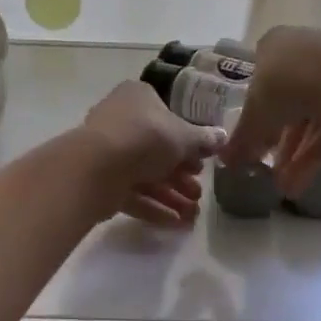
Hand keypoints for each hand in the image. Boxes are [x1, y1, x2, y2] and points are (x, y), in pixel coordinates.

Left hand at [80, 80, 225, 226]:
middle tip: (199, 193)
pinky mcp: (100, 178)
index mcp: (138, 97)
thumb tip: (222, 137)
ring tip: (192, 216)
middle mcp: (120, 119)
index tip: (202, 162)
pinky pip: (131, 192)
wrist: (98, 166)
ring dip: (170, 195)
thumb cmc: (146, 138)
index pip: (167, 116)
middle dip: (181, 175)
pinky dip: (153, 206)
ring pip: (144, 173)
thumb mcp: (184, 136)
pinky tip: (174, 223)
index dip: (187, 141)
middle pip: (156, 149)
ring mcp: (107, 150)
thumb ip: (203, 139)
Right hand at [221, 27, 320, 196]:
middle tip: (271, 170)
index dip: (257, 115)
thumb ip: (241, 139)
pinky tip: (305, 180)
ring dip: (297, 154)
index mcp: (274, 45)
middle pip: (288, 102)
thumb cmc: (285, 85)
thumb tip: (224, 161)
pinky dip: (318, 151)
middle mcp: (304, 51)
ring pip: (312, 116)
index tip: (255, 142)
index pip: (261, 80)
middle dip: (279, 142)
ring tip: (287, 187)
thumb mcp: (255, 116)